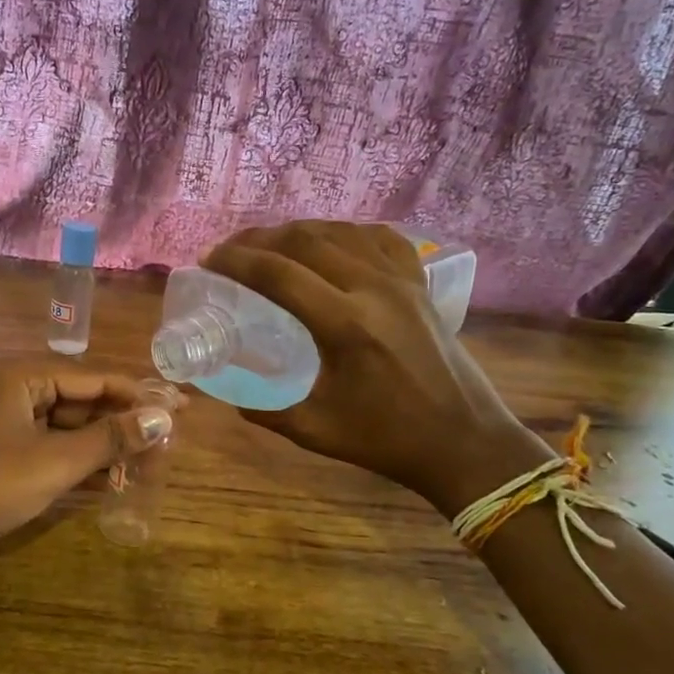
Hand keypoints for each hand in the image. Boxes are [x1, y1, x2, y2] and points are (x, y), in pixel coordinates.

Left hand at [0, 360, 176, 558]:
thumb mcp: (54, 462)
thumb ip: (110, 439)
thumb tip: (163, 419)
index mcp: (24, 376)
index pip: (96, 377)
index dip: (140, 395)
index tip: (181, 411)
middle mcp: (17, 391)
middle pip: (84, 402)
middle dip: (124, 425)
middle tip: (168, 447)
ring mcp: (8, 425)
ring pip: (70, 430)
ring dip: (106, 448)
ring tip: (150, 468)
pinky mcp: (4, 455)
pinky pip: (52, 451)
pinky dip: (80, 465)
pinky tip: (114, 485)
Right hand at [204, 221, 547, 511]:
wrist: (464, 442)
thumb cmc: (387, 440)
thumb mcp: (314, 430)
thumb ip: (264, 408)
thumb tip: (227, 389)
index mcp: (345, 325)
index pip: (278, 273)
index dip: (236, 260)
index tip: (209, 261)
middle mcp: (374, 289)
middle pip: (305, 240)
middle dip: (258, 239)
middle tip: (230, 252)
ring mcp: (402, 281)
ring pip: (340, 232)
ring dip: (297, 232)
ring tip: (269, 246)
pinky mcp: (420, 284)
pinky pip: (380, 239)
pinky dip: (347, 232)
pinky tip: (332, 243)